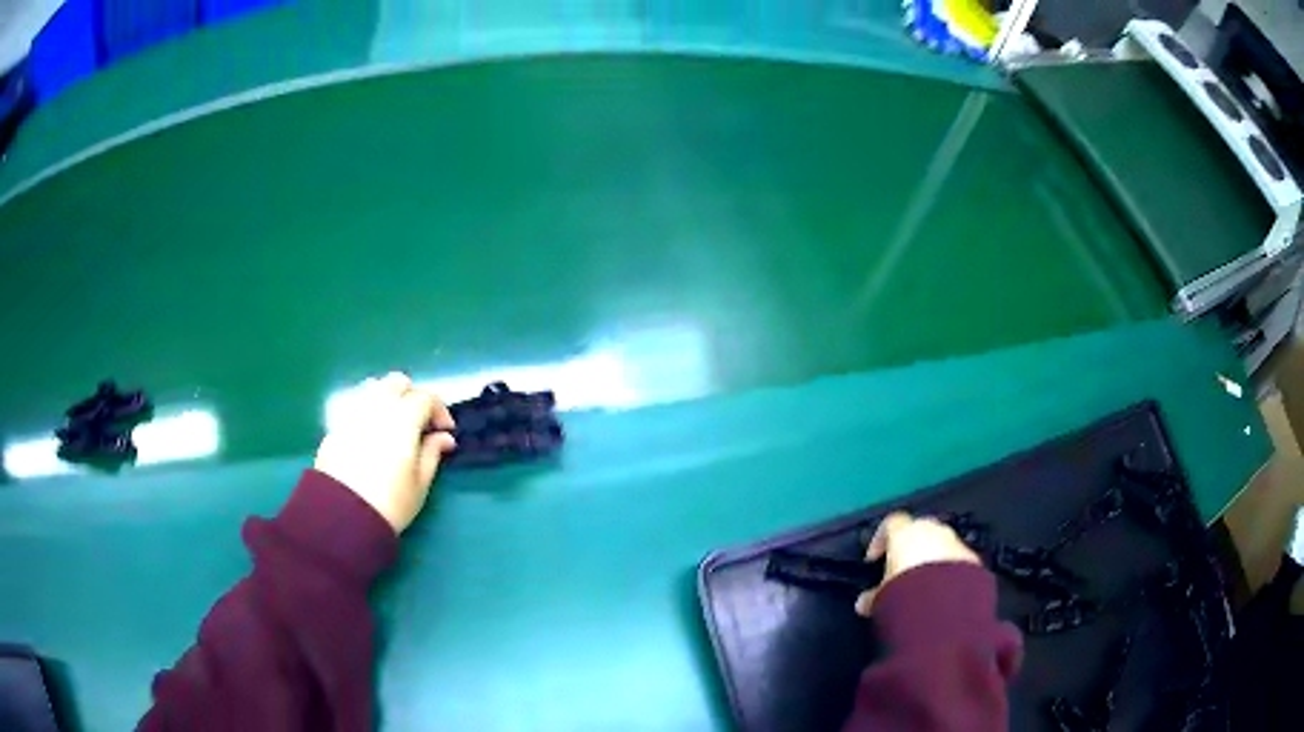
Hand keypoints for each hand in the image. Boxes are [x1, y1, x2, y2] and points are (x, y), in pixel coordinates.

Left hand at [314, 372, 455, 532]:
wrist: (343, 516)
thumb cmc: (390, 502)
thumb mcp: (420, 482)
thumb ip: (433, 453)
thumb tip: (444, 437)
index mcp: (403, 418)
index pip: (426, 397)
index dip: (440, 410)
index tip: (445, 431)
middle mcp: (377, 406)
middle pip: (398, 382)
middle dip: (413, 396)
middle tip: (420, 422)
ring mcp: (353, 413)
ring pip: (374, 387)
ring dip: (389, 397)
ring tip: (395, 423)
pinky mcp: (336, 425)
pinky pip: (356, 405)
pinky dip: (370, 410)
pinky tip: (373, 434)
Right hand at [855, 511, 981, 615]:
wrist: (944, 601)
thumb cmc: (906, 590)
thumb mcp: (881, 596)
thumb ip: (871, 596)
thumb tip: (863, 603)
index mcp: (905, 532)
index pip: (889, 524)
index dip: (880, 539)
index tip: (874, 558)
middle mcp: (931, 530)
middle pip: (918, 531)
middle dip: (910, 547)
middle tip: (901, 569)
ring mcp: (954, 541)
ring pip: (940, 544)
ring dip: (932, 558)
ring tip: (922, 584)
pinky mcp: (971, 557)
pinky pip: (956, 560)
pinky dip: (948, 571)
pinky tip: (941, 591)